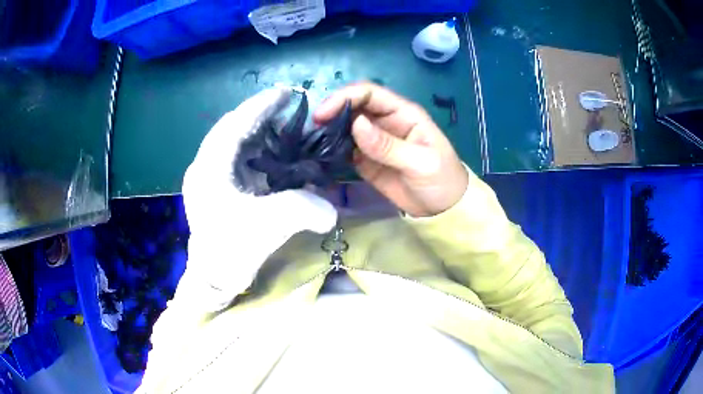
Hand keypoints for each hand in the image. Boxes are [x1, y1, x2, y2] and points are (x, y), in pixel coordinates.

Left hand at [182, 88, 337, 302]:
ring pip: (232, 141)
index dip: (261, 105)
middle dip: (260, 115)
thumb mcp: (268, 228)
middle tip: (290, 111)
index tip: (285, 92)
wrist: (212, 278)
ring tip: (284, 127)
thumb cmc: (231, 252)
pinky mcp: (214, 186)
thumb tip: (332, 210)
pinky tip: (272, 153)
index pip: (235, 124)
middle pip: (232, 128)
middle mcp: (205, 166)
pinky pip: (234, 157)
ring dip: (257, 131)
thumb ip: (302, 209)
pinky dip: (253, 149)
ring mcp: (207, 176)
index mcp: (210, 168)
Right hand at [314, 83, 468, 216]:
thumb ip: (388, 145)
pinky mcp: (366, 160)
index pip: (369, 94)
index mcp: (402, 113)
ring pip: (346, 127)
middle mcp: (385, 122)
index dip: (345, 98)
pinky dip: (332, 150)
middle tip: (312, 128)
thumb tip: (356, 124)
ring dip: (329, 131)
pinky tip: (321, 155)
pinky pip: (346, 149)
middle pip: (353, 107)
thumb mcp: (420, 162)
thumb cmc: (441, 180)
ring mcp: (374, 141)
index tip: (323, 114)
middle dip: (332, 112)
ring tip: (312, 141)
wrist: (444, 210)